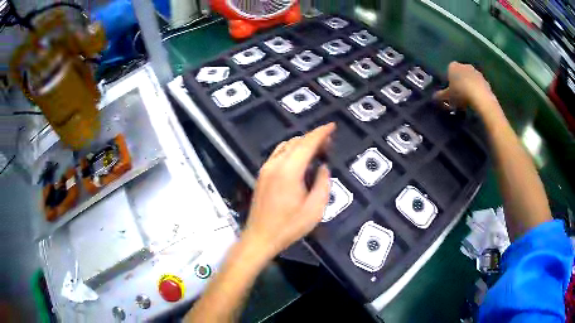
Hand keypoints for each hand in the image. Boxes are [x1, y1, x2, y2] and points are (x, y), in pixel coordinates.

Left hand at [241, 123, 334, 261]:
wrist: (260, 237)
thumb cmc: (289, 226)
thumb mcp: (315, 209)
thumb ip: (322, 183)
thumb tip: (322, 167)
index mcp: (289, 171)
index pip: (307, 143)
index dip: (321, 133)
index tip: (332, 126)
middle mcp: (275, 164)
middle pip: (296, 142)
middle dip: (313, 138)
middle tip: (329, 143)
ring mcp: (266, 169)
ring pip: (286, 146)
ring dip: (302, 143)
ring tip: (317, 149)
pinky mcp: (262, 175)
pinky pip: (279, 154)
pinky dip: (292, 150)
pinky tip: (300, 159)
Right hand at [434, 62, 496, 114]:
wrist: (481, 98)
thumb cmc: (461, 94)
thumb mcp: (448, 97)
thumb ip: (440, 96)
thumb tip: (433, 97)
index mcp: (453, 66)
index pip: (448, 70)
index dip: (448, 80)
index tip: (449, 91)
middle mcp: (464, 65)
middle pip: (460, 73)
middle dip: (459, 82)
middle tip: (458, 95)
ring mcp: (476, 72)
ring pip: (470, 79)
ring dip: (469, 86)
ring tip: (467, 100)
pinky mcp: (485, 80)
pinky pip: (478, 85)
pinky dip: (477, 91)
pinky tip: (476, 101)